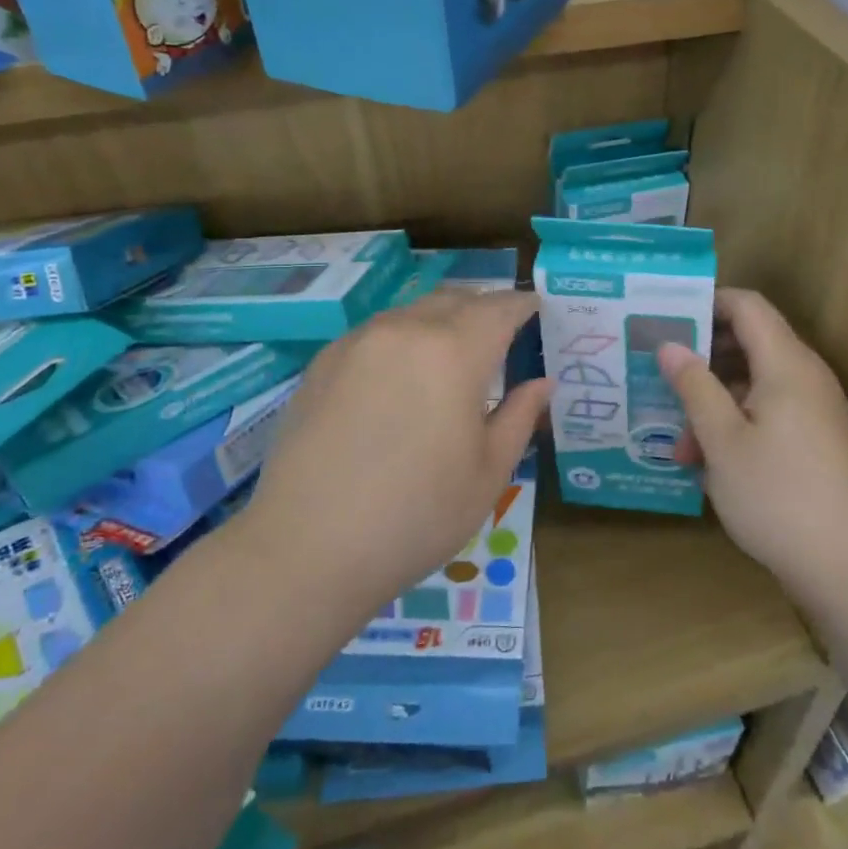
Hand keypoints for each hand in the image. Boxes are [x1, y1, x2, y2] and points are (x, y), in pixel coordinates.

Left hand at [233, 289, 548, 633]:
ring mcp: (357, 342)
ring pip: (412, 312)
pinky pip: (376, 334)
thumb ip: (519, 417)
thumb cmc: (417, 516)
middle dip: (484, 308)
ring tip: (452, 357)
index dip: (523, 305)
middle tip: (501, 335)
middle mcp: (405, 331)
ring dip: (441, 322)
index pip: (499, 308)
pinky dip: (403, 340)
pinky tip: (400, 380)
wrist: (306, 548)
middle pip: (454, 300)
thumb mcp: (488, 473)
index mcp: (453, 352)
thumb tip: (542, 383)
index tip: (539, 310)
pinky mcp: (322, 363)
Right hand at [658, 289, 847, 609]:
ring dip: (714, 402)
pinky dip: (736, 423)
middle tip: (659, 375)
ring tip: (676, 441)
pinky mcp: (817, 440)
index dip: (707, 303)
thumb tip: (669, 345)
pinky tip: (706, 461)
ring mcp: (815, 409)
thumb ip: (694, 386)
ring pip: (755, 384)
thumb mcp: (722, 440)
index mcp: (786, 364)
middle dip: (702, 359)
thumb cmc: (777, 495)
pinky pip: (770, 411)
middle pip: (750, 343)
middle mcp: (806, 376)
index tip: (666, 318)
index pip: (747, 306)